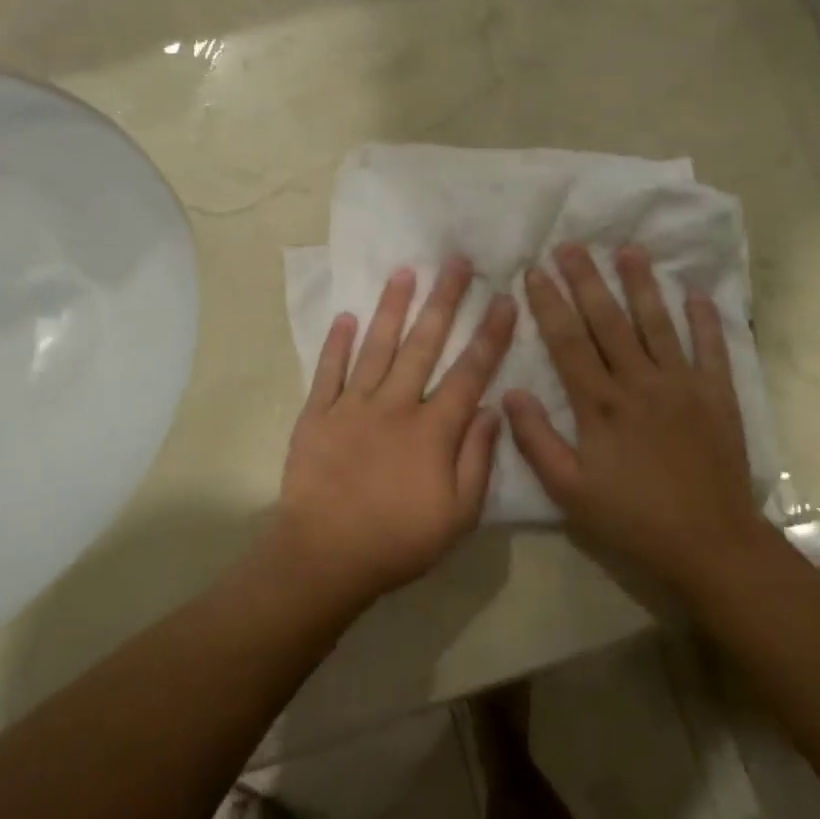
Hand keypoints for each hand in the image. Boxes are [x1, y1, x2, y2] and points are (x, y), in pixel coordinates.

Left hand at [277, 258, 517, 601]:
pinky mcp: (316, 415)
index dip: (489, 334)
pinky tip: (345, 316)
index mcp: (432, 430)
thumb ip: (477, 459)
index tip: (503, 299)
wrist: (325, 557)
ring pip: (376, 347)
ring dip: (392, 308)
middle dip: (443, 301)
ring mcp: (352, 406)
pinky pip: (327, 372)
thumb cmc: (398, 540)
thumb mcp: (458, 515)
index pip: (469, 372)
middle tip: (455, 262)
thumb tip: (492, 410)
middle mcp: (395, 405)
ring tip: (404, 272)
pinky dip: (336, 344)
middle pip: (424, 344)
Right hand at [504, 243, 774, 598]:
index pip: (568, 342)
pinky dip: (705, 319)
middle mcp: (640, 382)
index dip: (549, 304)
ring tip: (629, 250)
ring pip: (658, 323)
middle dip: (588, 279)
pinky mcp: (718, 395)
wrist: (708, 543)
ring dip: (642, 284)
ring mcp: (683, 385)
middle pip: (609, 321)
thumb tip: (511, 391)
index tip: (534, 271)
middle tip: (572, 244)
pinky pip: (711, 348)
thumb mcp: (569, 491)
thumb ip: (536, 440)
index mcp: (600, 404)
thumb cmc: (632, 519)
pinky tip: (696, 292)